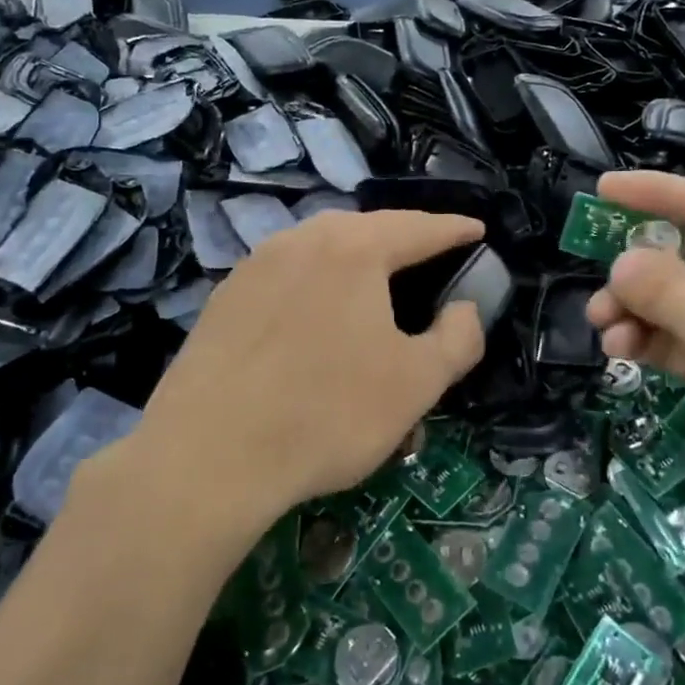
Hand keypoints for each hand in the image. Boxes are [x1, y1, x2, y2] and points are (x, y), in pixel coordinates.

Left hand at [133, 210, 486, 527]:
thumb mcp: (416, 383)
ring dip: (354, 258)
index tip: (476, 230)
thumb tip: (464, 308)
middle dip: (402, 238)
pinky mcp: (224, 297)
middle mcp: (301, 240)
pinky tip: (314, 315)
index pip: (419, 227)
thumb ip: (458, 338)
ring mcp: (255, 265)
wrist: (208, 456)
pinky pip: (285, 274)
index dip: (454, 229)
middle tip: (429, 256)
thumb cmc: (327, 413)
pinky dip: (314, 282)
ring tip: (373, 282)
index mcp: (353, 248)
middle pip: (365, 228)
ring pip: (320, 247)